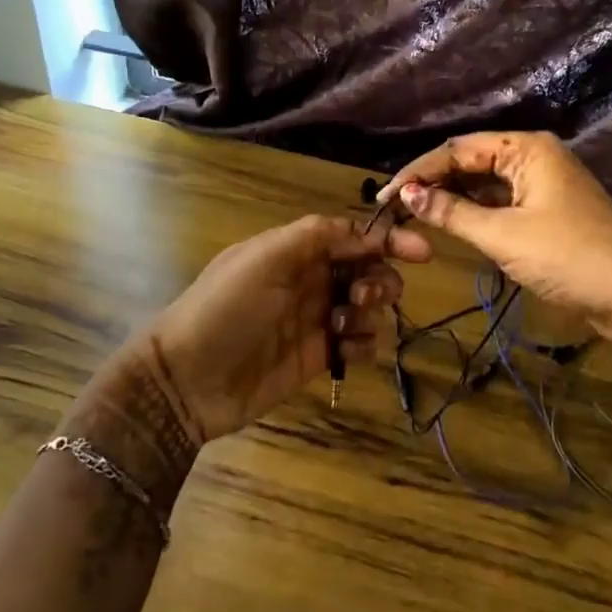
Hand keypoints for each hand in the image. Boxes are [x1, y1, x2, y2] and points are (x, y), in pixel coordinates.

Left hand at [149, 215, 429, 441]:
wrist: (188, 379)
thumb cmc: (226, 308)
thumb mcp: (265, 258)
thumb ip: (317, 235)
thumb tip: (365, 232)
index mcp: (295, 250)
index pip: (352, 237)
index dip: (388, 240)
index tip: (423, 253)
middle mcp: (309, 281)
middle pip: (367, 270)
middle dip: (378, 278)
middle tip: (361, 295)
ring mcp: (315, 320)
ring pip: (368, 307)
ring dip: (369, 311)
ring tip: (341, 324)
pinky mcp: (318, 357)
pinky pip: (359, 343)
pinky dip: (363, 343)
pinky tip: (345, 349)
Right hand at [378, 133, 611, 347]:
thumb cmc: (566, 255)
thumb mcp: (502, 235)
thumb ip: (451, 212)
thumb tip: (407, 194)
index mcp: (525, 148)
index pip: (458, 149)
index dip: (419, 172)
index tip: (386, 196)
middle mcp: (534, 156)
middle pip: (472, 161)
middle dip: (433, 181)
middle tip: (396, 207)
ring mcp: (544, 183)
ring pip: (486, 182)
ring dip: (453, 196)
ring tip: (415, 214)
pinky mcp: (549, 209)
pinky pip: (502, 201)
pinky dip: (476, 211)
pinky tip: (451, 222)